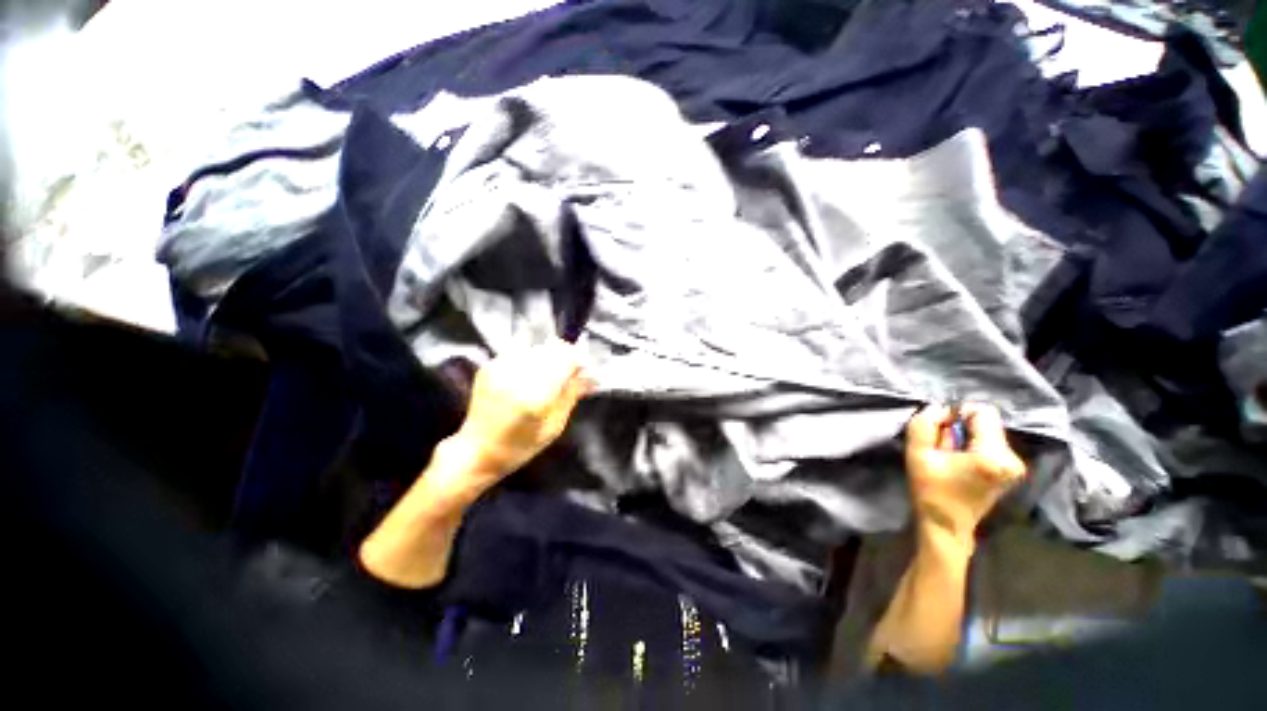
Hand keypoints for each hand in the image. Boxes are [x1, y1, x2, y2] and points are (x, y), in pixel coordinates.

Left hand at [446, 338, 590, 484]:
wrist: (477, 451)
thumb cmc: (520, 446)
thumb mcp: (554, 426)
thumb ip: (572, 394)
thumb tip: (592, 375)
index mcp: (536, 395)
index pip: (566, 358)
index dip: (579, 360)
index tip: (584, 370)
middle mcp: (517, 375)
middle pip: (553, 348)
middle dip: (565, 358)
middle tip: (568, 375)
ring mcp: (500, 367)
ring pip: (537, 347)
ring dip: (548, 357)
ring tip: (547, 377)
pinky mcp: (489, 365)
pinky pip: (520, 351)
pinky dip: (531, 359)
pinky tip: (529, 377)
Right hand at [904, 404, 1025, 542]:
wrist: (946, 525)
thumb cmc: (930, 489)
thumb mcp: (917, 452)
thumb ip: (925, 424)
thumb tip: (940, 409)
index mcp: (993, 455)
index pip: (983, 412)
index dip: (958, 414)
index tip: (941, 430)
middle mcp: (1013, 459)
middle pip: (987, 422)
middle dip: (961, 428)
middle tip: (943, 447)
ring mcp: (1016, 466)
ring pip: (989, 432)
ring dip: (966, 437)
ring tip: (951, 457)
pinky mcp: (1012, 470)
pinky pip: (992, 443)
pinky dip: (973, 446)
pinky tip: (961, 462)